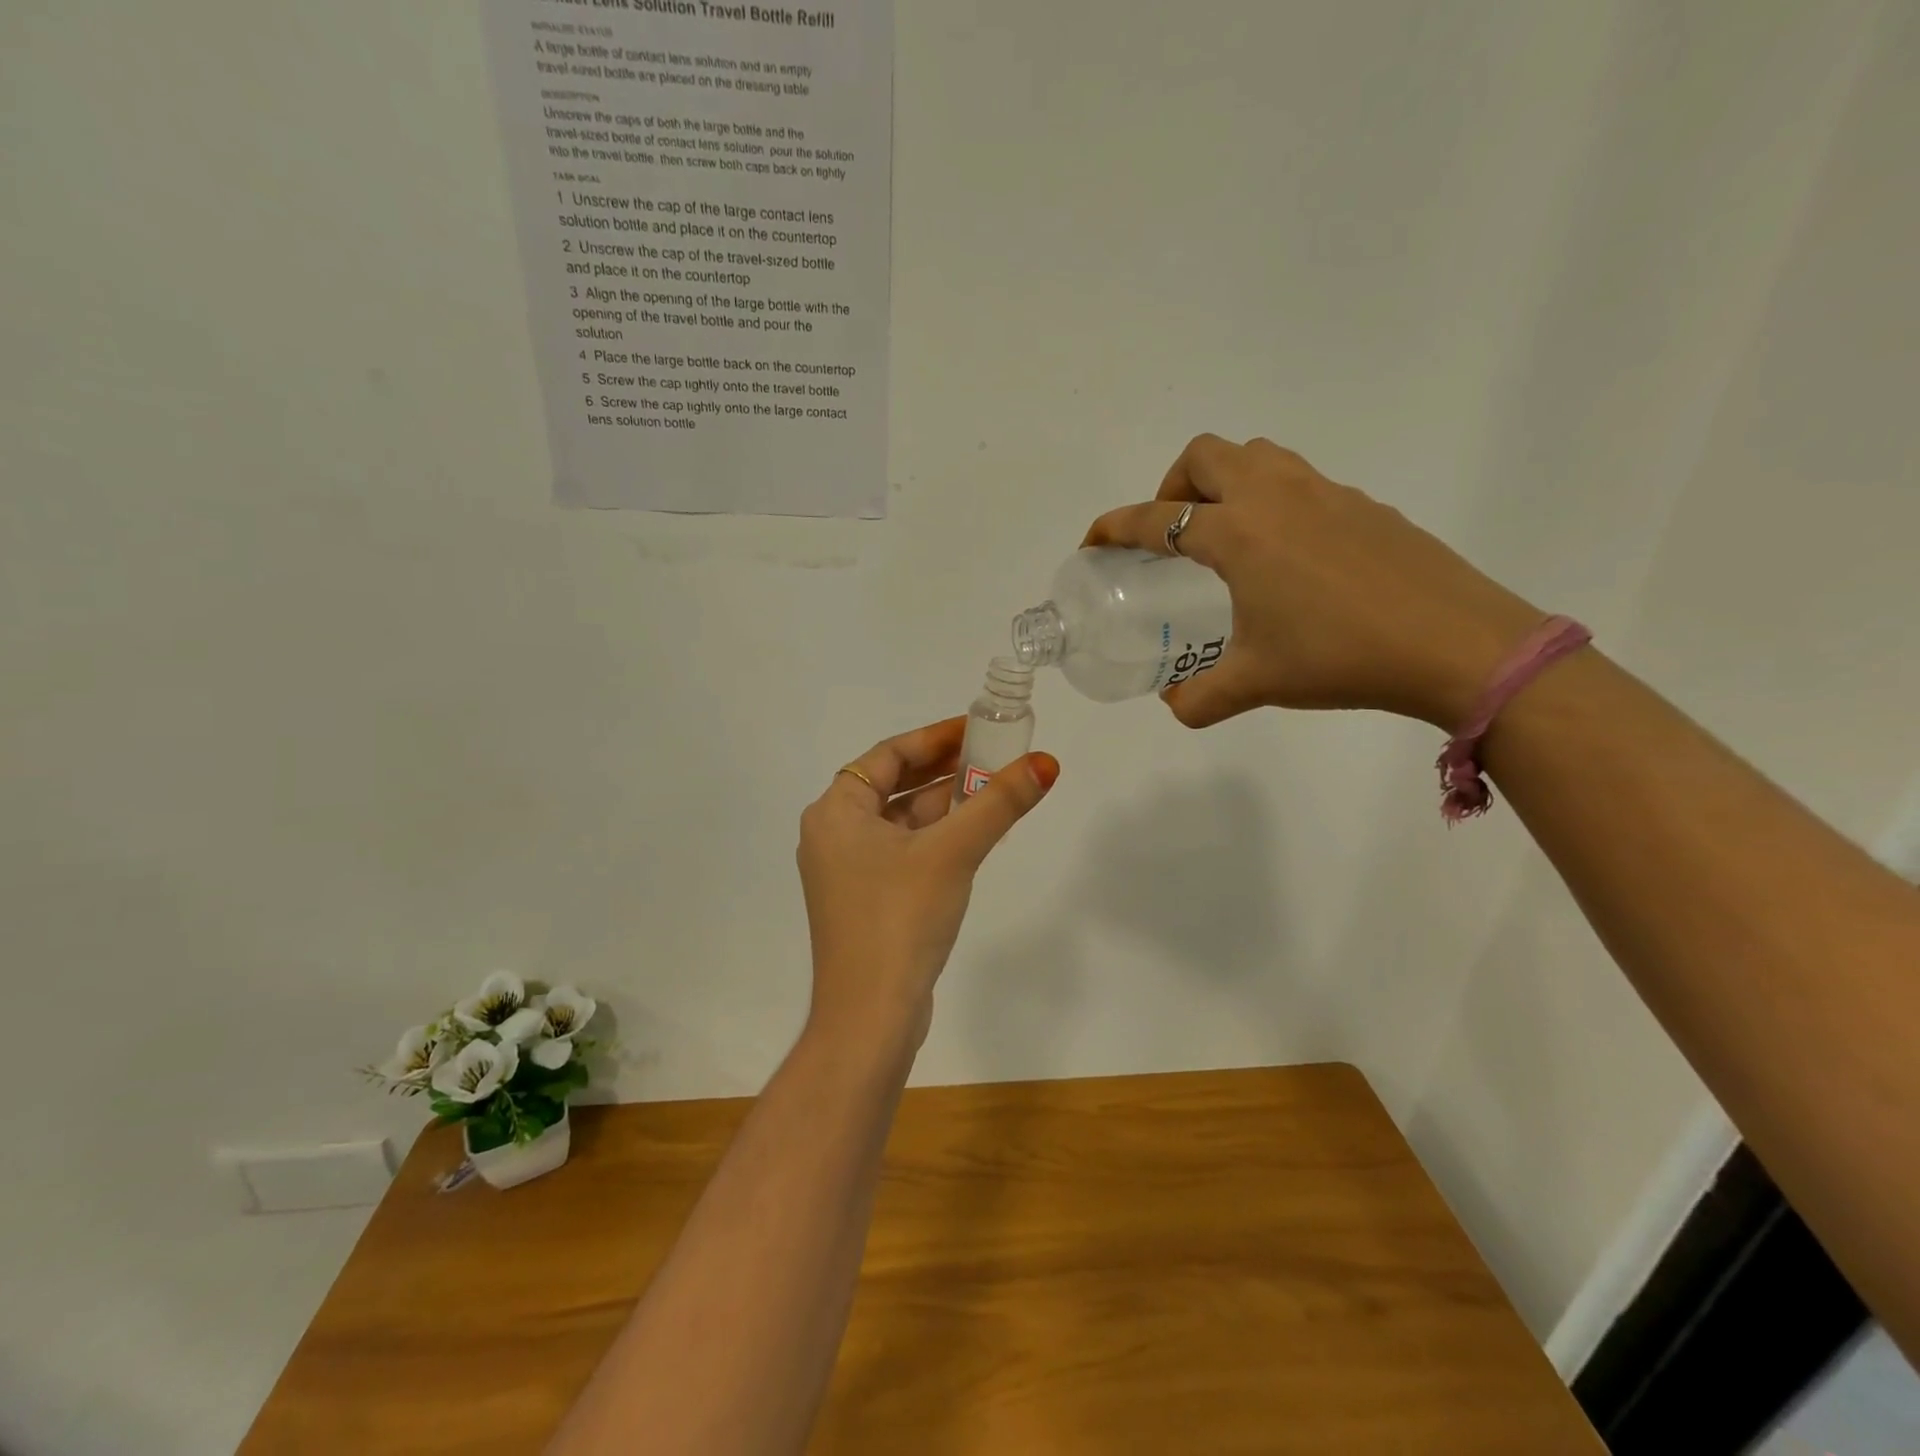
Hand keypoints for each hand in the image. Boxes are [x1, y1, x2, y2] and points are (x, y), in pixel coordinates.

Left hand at [797, 719, 1059, 1051]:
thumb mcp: (953, 852)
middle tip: (994, 755)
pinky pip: (905, 850)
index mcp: (835, 812)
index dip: (935, 737)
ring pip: (902, 820)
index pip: (889, 755)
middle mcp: (834, 835)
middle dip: (944, 769)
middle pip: (895, 784)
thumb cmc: (900, 919)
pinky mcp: (866, 900)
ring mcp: (848, 871)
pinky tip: (975, 835)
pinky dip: (937, 836)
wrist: (870, 1017)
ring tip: (994, 788)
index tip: (977, 727)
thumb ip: (999, 803)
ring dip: (945, 804)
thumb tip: (1046, 762)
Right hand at [1085, 435, 1546, 731]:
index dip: (1115, 527)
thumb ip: (1200, 698)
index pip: (1156, 517)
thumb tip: (1175, 704)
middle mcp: (1275, 497)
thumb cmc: (1340, 657)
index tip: (1093, 540)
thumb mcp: (1256, 683)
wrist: (1456, 645)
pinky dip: (1272, 500)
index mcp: (1238, 534)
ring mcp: (1325, 493)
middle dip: (1171, 483)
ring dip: (1224, 480)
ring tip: (1223, 533)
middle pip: (1206, 455)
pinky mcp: (1363, 505)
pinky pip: (1299, 481)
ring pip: (1257, 455)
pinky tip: (1287, 556)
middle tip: (1170, 532)